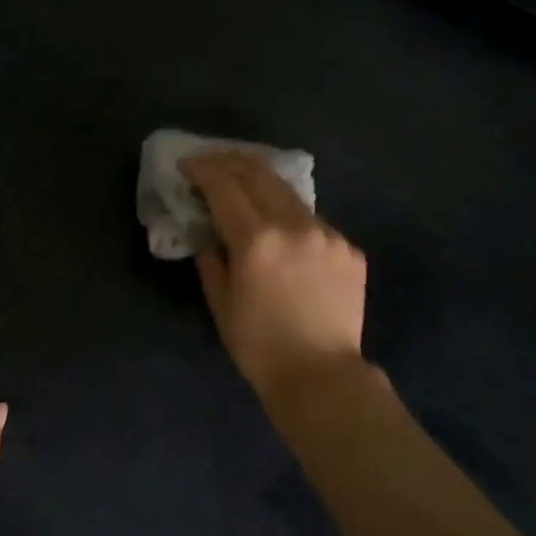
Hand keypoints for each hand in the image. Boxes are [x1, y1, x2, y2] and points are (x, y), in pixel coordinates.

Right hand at [181, 151, 370, 398]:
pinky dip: (289, 215)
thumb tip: (208, 234)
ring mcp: (327, 235)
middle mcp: (294, 226)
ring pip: (289, 193)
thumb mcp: (220, 302)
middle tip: (213, 161)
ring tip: (244, 180)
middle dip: (231, 162)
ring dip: (262, 181)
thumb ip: (210, 259)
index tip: (187, 164)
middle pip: (259, 175)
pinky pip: (313, 221)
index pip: (224, 187)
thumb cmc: (258, 345)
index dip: (203, 170)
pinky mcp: (348, 249)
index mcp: (256, 240)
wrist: (321, 375)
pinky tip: (281, 227)